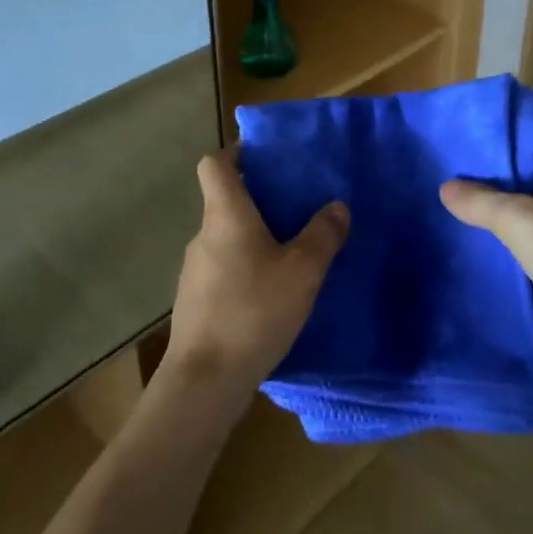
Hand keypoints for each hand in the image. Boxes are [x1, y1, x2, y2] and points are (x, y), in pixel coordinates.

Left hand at [165, 151, 348, 399]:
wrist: (205, 381)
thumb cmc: (253, 311)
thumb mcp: (302, 271)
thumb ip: (323, 235)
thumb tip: (337, 206)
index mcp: (225, 215)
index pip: (214, 163)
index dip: (236, 153)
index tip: (265, 158)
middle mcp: (204, 235)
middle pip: (224, 201)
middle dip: (258, 200)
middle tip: (296, 208)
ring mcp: (194, 270)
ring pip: (226, 238)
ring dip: (254, 238)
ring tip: (291, 254)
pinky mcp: (195, 302)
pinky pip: (223, 270)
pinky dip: (245, 269)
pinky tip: (272, 295)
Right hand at [440, 157, 532, 386]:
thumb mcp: (521, 221)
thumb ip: (482, 202)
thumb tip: (446, 186)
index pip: (523, 155)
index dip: (487, 161)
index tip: (447, 167)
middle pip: (524, 194)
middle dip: (487, 201)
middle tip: (439, 203)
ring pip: (530, 233)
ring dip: (500, 237)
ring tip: (451, 235)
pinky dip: (515, 268)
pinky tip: (481, 271)